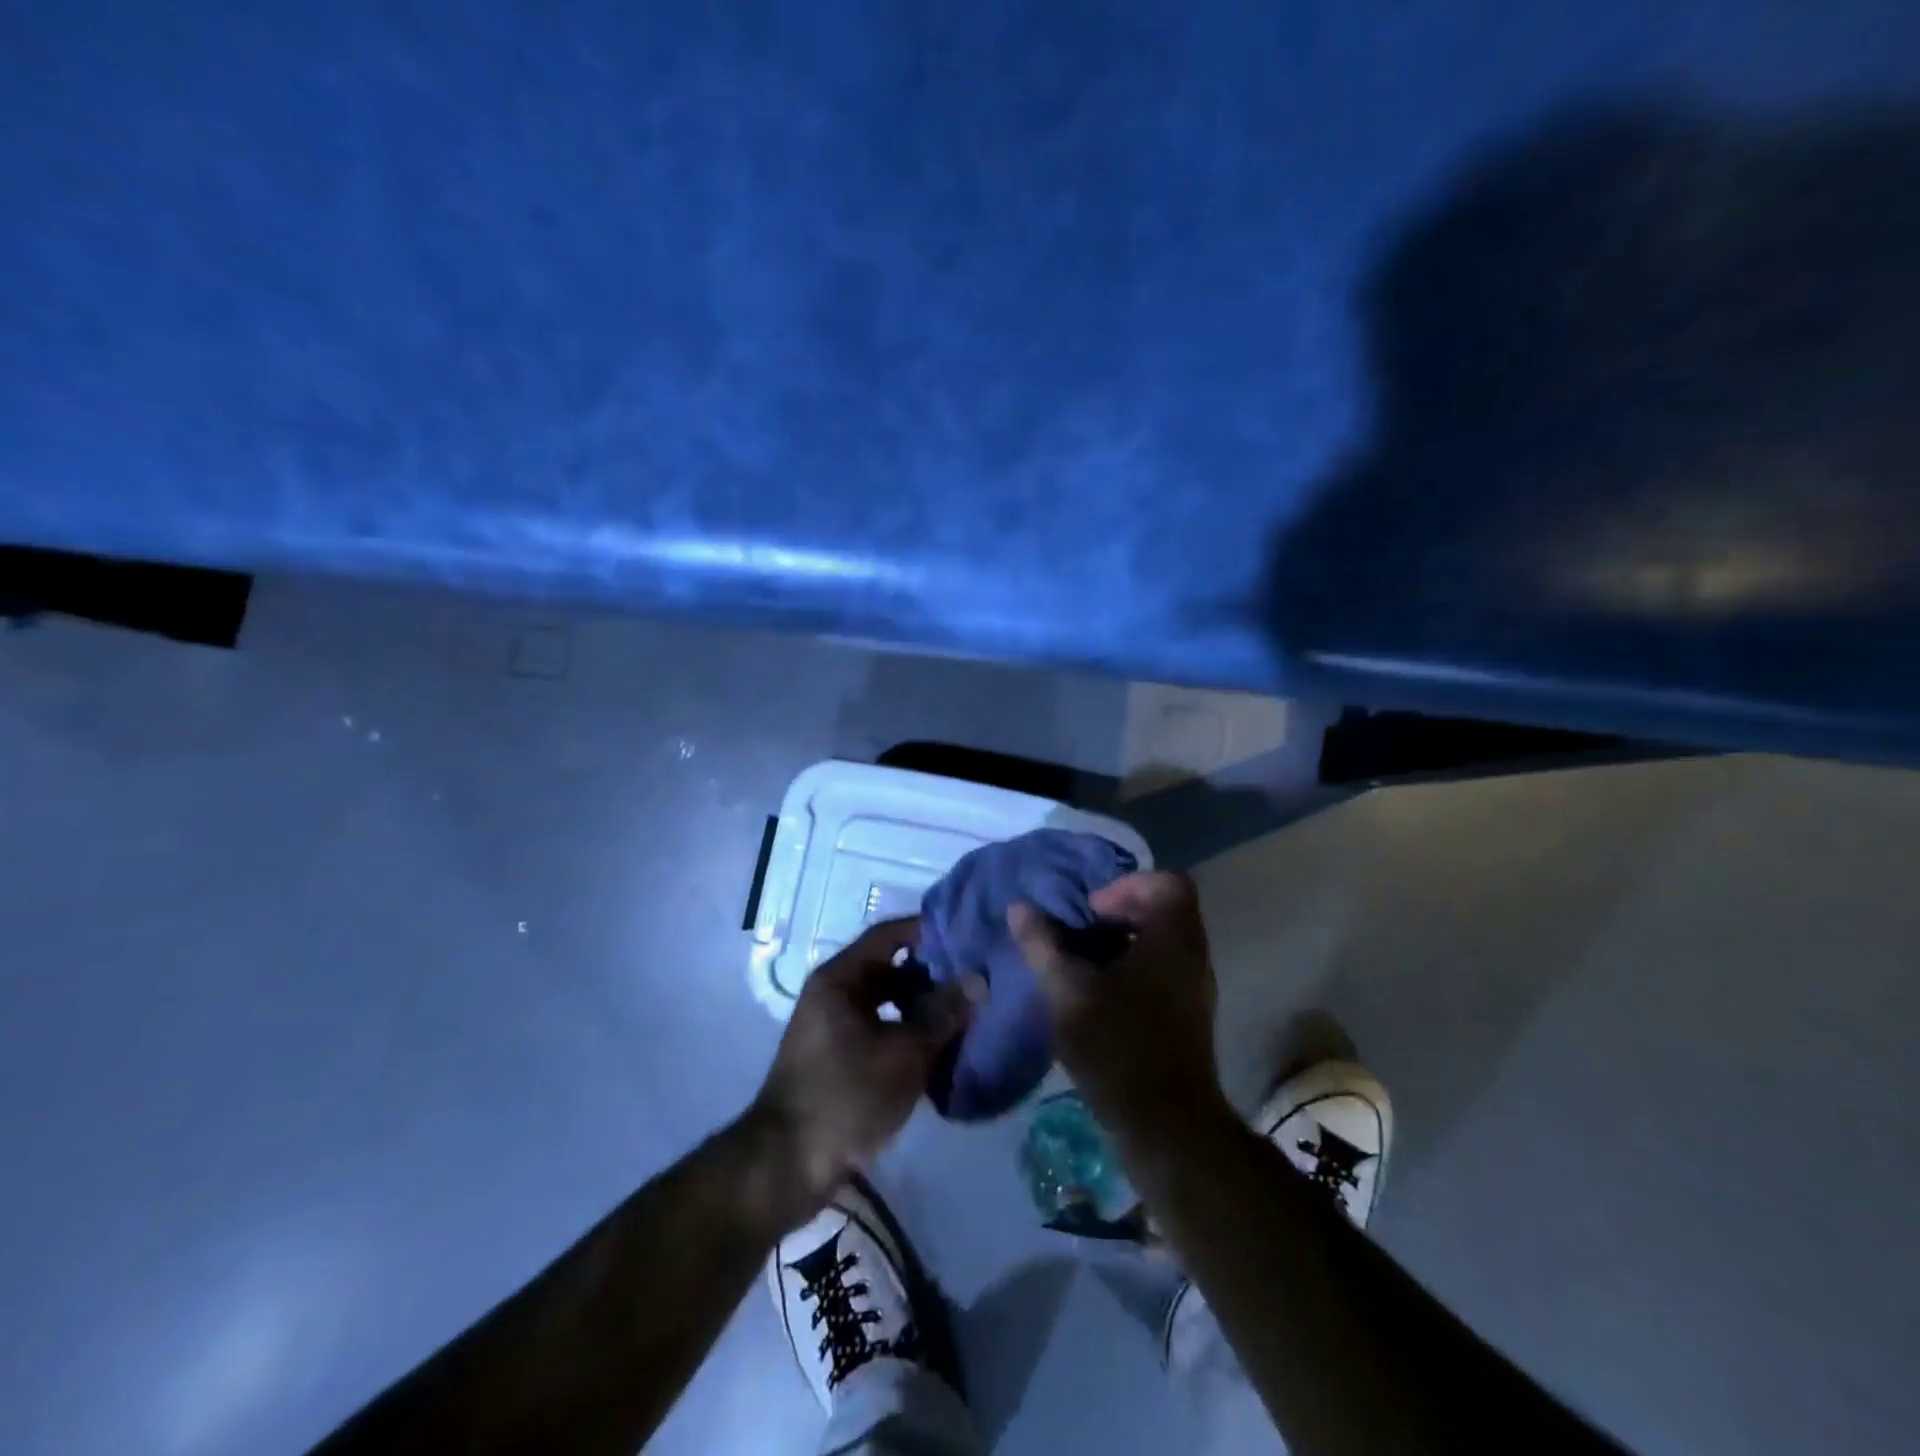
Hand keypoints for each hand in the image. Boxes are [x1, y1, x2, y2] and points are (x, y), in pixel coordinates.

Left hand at [753, 918, 981, 1210]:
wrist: (787, 1166)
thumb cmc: (846, 1096)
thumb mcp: (904, 1054)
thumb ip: (943, 1014)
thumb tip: (978, 979)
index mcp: (840, 978)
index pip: (890, 934)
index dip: (928, 931)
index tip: (967, 937)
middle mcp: (833, 993)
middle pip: (889, 968)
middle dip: (931, 975)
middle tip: (974, 981)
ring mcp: (833, 1027)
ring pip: (887, 1003)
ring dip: (922, 1009)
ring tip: (965, 1017)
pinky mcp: (837, 1058)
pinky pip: (879, 1030)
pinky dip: (907, 1034)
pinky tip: (939, 1051)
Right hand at [1008, 871, 1224, 1152]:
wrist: (1166, 1126)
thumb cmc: (1117, 1046)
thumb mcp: (1066, 990)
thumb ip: (1041, 944)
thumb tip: (1019, 907)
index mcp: (1173, 939)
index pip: (1167, 883)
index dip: (1127, 885)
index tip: (1092, 911)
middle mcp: (1193, 957)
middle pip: (1166, 910)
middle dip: (1120, 913)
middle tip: (1082, 932)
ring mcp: (1195, 989)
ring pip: (1164, 943)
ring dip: (1125, 943)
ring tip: (1083, 964)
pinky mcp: (1189, 1018)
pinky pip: (1164, 972)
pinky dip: (1133, 970)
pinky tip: (1098, 997)